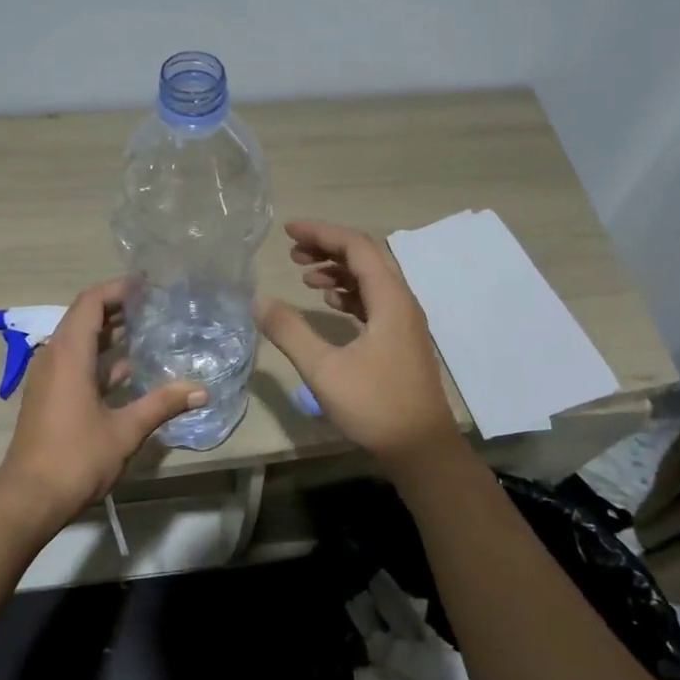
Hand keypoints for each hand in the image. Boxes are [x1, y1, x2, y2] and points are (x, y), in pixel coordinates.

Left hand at [0, 278, 205, 524]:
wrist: (29, 498)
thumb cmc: (76, 457)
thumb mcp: (126, 430)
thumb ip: (162, 404)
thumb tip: (201, 390)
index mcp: (68, 355)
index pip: (90, 303)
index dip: (117, 288)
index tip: (146, 285)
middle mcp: (53, 358)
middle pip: (84, 319)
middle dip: (117, 309)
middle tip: (153, 305)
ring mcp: (48, 379)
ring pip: (79, 343)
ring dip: (109, 335)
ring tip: (146, 330)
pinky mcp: (49, 398)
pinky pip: (75, 365)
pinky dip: (100, 361)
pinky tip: (129, 371)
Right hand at [255, 220, 457, 462]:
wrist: (420, 448)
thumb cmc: (374, 406)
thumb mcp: (324, 369)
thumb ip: (290, 331)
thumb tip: (259, 300)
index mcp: (390, 300)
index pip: (357, 247)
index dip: (322, 233)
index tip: (288, 232)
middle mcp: (402, 302)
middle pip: (367, 258)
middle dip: (329, 248)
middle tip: (292, 252)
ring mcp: (405, 322)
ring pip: (371, 280)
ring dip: (339, 271)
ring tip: (304, 276)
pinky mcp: (401, 341)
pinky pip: (375, 302)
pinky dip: (349, 294)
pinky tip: (329, 304)